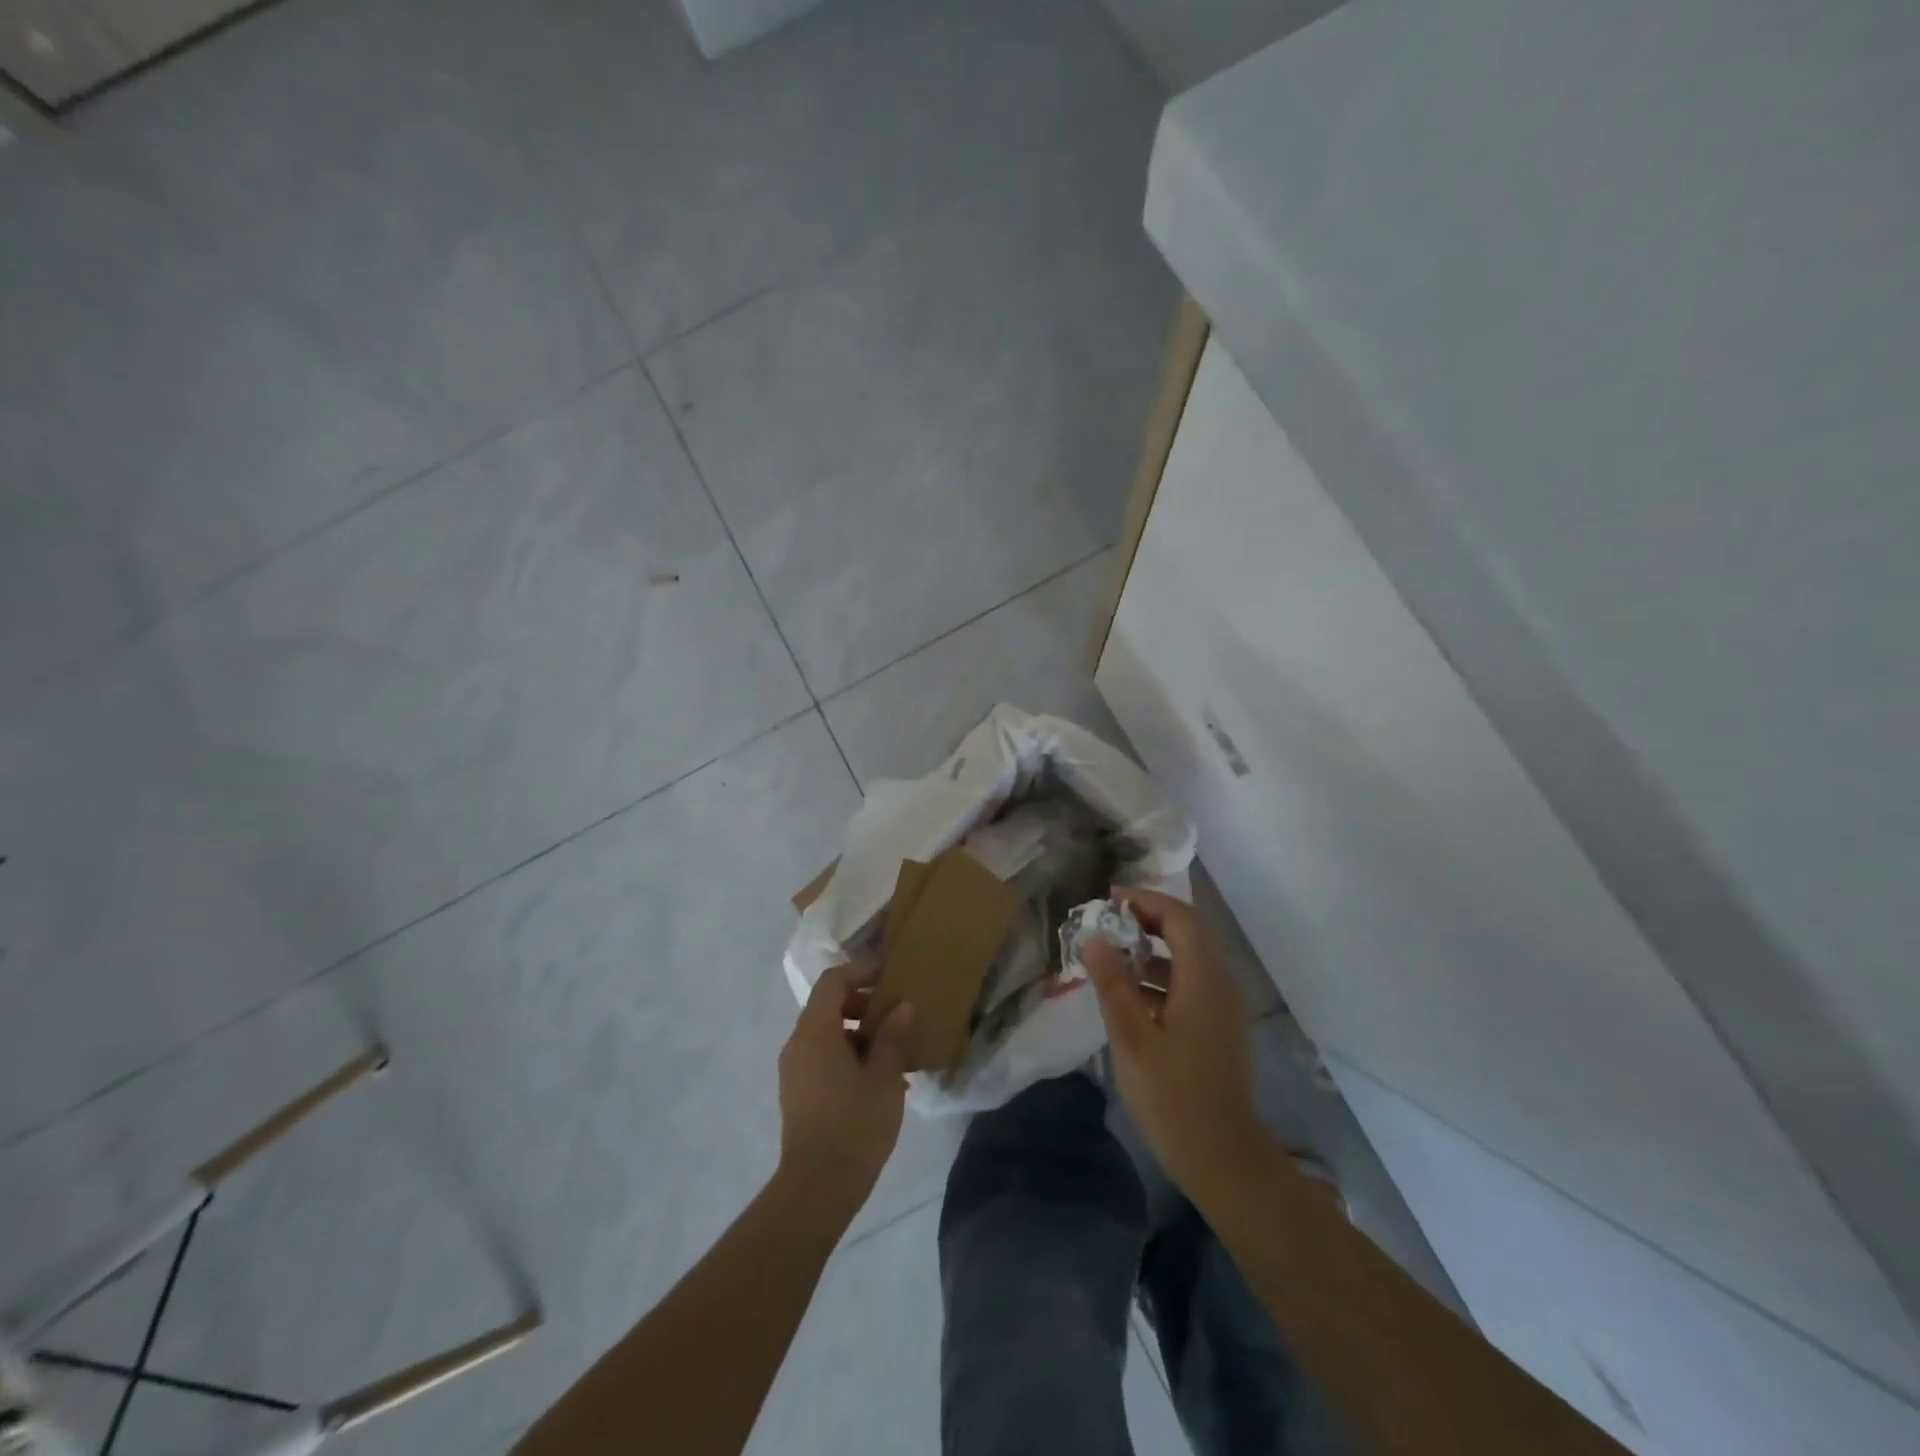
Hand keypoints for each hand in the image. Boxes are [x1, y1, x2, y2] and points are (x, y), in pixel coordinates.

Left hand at [777, 964, 911, 1208]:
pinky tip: (879, 1079)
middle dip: (863, 1003)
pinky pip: (822, 1057)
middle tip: (896, 1013)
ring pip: (826, 1033)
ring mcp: (794, 1070)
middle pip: (827, 1005)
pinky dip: (848, 1054)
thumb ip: (893, 1036)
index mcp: (815, 1031)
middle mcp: (798, 1043)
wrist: (817, 1188)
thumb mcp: (884, 1077)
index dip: (860, 971)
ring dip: (858, 1032)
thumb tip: (903, 1006)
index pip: (833, 981)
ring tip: (894, 1049)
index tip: (889, 974)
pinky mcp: (798, 1093)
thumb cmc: (854, 1124)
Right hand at [1084, 887, 1263, 1195]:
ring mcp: (1223, 1006)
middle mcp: (1221, 982)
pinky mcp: (1219, 1026)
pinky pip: (1191, 983)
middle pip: (1187, 931)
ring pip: (1188, 958)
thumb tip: (1094, 938)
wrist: (1224, 1158)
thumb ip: (1112, 983)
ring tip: (1111, 955)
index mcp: (1204, 978)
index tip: (1109, 898)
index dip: (1144, 900)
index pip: (1179, 916)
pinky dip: (1161, 975)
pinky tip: (1130, 995)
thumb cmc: (1173, 1096)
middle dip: (1148, 919)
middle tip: (1108, 920)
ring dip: (1152, 948)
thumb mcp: (1131, 1038)